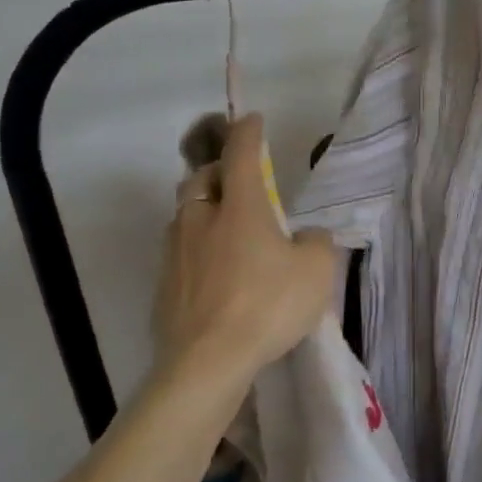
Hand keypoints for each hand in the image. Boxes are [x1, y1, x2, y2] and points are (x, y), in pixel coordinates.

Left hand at [151, 114, 336, 393]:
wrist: (207, 363)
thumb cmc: (268, 305)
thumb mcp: (317, 271)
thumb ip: (316, 243)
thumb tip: (304, 237)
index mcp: (240, 208)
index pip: (241, 156)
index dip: (248, 133)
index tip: (252, 119)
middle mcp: (201, 221)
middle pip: (200, 181)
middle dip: (217, 172)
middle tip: (239, 183)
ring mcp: (176, 254)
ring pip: (185, 216)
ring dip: (204, 211)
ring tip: (227, 230)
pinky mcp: (163, 287)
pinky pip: (180, 253)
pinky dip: (197, 250)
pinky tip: (215, 274)